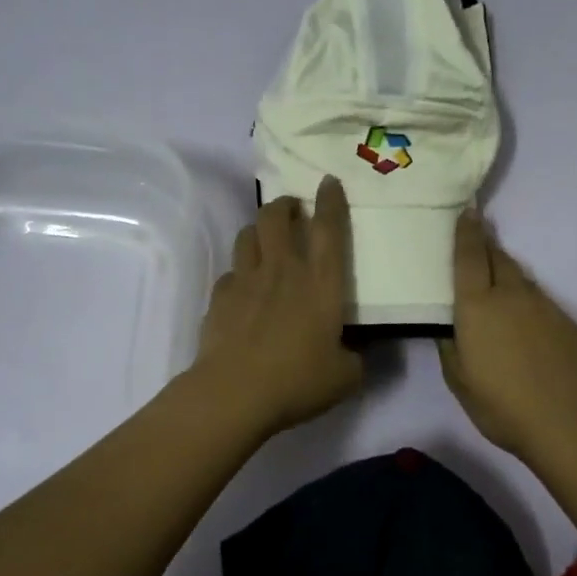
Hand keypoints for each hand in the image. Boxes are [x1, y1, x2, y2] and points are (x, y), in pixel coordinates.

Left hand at [190, 175, 362, 435]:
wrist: (235, 393)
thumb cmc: (298, 380)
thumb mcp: (345, 376)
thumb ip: (356, 358)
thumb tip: (355, 353)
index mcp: (320, 283)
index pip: (329, 229)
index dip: (330, 201)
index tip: (328, 182)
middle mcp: (282, 270)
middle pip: (276, 216)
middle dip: (285, 205)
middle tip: (293, 211)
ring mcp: (246, 280)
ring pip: (247, 235)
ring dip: (258, 230)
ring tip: (265, 241)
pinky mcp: (219, 297)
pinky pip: (230, 272)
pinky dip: (239, 273)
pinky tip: (243, 290)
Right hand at [438, 209, 576, 463]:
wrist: (570, 424)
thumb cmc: (502, 406)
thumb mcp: (459, 380)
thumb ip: (450, 346)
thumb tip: (449, 326)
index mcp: (478, 306)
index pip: (469, 256)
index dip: (466, 232)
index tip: (466, 210)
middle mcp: (512, 295)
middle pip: (498, 258)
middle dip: (486, 245)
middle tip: (477, 240)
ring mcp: (546, 306)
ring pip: (522, 278)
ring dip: (508, 274)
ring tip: (499, 286)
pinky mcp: (569, 323)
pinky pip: (542, 302)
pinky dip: (529, 303)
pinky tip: (528, 327)